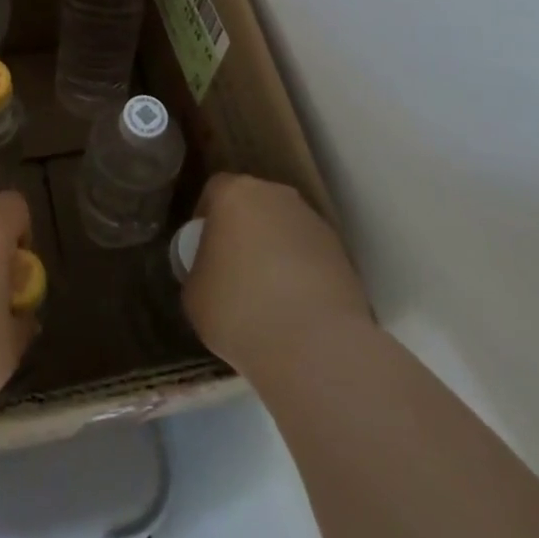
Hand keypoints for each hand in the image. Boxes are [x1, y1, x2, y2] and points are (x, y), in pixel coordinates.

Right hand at [182, 172, 369, 376]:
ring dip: (275, 253)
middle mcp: (277, 196)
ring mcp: (315, 224)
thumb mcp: (194, 292)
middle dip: (244, 232)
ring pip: (285, 230)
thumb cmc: (239, 308)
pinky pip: (311, 257)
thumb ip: (201, 269)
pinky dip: (302, 275)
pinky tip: (295, 310)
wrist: (315, 346)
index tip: (202, 250)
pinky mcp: (344, 256)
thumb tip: (214, 274)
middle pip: (254, 206)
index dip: (206, 219)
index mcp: (235, 193)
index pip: (215, 191)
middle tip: (233, 270)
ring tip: (268, 297)